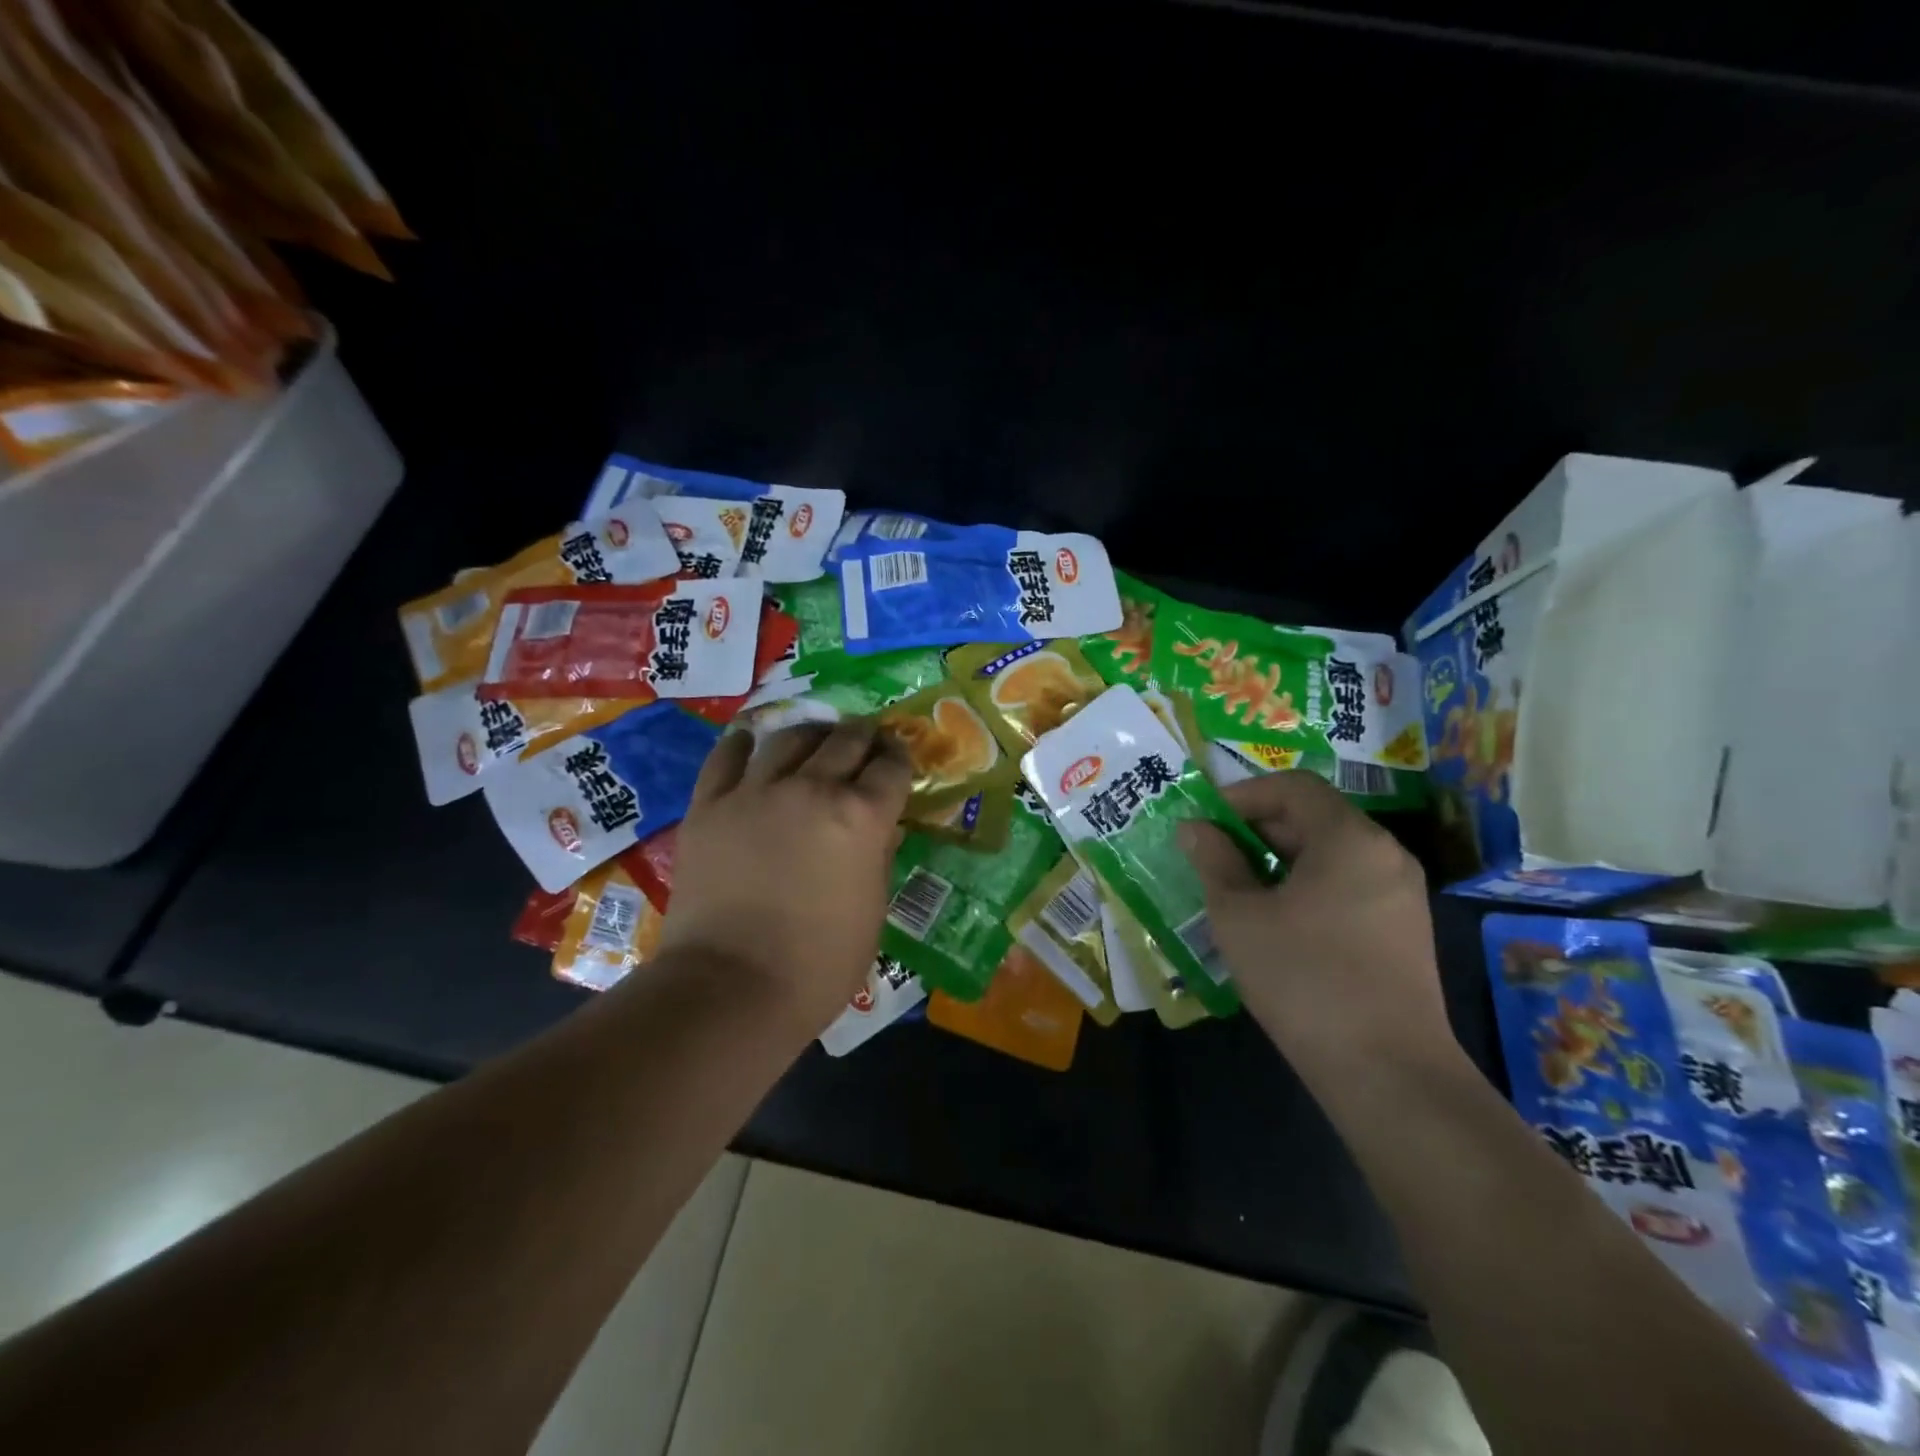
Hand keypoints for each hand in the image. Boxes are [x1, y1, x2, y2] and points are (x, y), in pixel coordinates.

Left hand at [657, 719, 912, 1037]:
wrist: (731, 988)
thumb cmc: (818, 965)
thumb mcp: (872, 912)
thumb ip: (879, 859)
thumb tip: (880, 829)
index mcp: (862, 817)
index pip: (891, 767)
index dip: (899, 758)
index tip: (898, 759)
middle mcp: (813, 788)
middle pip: (846, 740)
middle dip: (863, 738)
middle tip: (864, 744)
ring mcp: (756, 791)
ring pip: (790, 737)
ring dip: (812, 734)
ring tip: (814, 742)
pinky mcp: (710, 804)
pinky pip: (728, 756)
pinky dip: (745, 745)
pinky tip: (753, 745)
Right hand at [1179, 772, 1454, 1082]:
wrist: (1388, 1073)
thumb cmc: (1304, 978)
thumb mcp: (1240, 916)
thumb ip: (1214, 861)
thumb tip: (1195, 828)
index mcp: (1350, 839)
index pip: (1293, 787)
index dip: (1242, 795)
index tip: (1204, 821)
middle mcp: (1384, 854)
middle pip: (1313, 818)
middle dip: (1256, 829)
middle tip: (1211, 856)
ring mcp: (1400, 895)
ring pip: (1328, 855)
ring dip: (1277, 860)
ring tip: (1235, 889)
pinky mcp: (1402, 931)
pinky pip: (1346, 886)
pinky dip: (1305, 888)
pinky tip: (1274, 922)